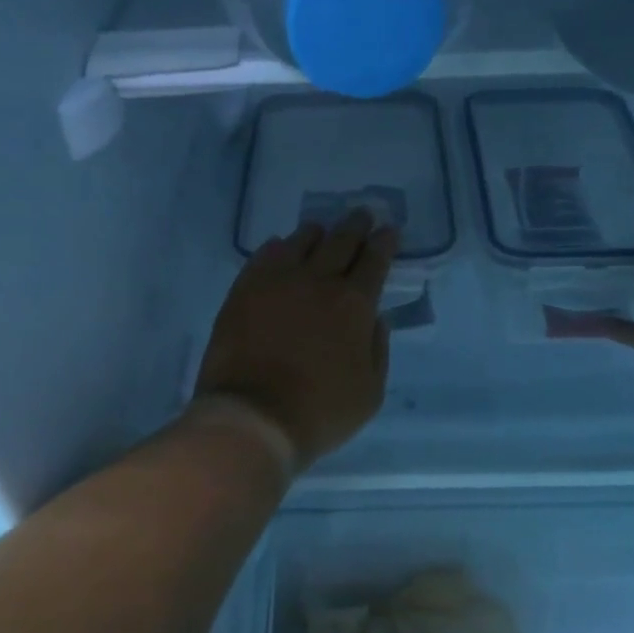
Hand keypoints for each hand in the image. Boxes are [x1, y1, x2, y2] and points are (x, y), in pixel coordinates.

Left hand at [193, 210, 398, 468]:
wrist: (253, 417)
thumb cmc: (319, 412)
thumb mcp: (370, 392)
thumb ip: (378, 350)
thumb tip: (376, 319)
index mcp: (354, 304)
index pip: (375, 260)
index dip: (385, 242)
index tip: (389, 230)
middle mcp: (318, 281)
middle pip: (341, 241)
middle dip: (356, 225)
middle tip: (362, 215)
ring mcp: (277, 281)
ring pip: (301, 241)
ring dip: (317, 233)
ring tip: (321, 230)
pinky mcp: (244, 289)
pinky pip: (264, 255)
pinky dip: (277, 247)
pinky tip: (280, 247)